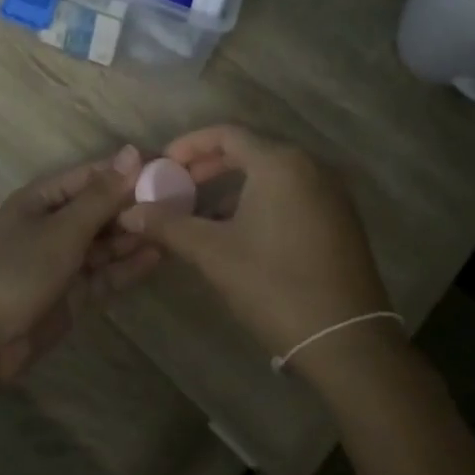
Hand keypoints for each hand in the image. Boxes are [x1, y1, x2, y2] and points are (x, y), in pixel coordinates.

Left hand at [0, 145, 155, 381]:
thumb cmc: (17, 270)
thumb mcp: (62, 229)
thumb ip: (101, 196)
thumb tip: (133, 152)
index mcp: (41, 199)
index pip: (91, 176)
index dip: (127, 170)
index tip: (169, 165)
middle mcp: (53, 225)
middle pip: (101, 209)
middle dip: (136, 205)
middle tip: (183, 200)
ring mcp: (63, 261)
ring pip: (106, 242)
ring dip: (136, 235)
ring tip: (177, 226)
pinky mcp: (73, 293)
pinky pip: (106, 273)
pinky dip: (129, 265)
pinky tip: (159, 256)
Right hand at [119, 125, 388, 358]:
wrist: (345, 340)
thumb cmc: (273, 285)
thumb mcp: (213, 252)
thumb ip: (168, 225)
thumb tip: (129, 214)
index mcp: (281, 163)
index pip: (227, 134)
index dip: (189, 146)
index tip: (162, 165)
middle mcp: (311, 167)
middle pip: (251, 150)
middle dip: (209, 166)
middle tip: (177, 186)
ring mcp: (331, 193)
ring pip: (272, 174)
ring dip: (234, 186)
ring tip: (202, 213)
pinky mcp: (341, 220)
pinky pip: (292, 194)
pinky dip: (260, 201)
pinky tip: (239, 232)